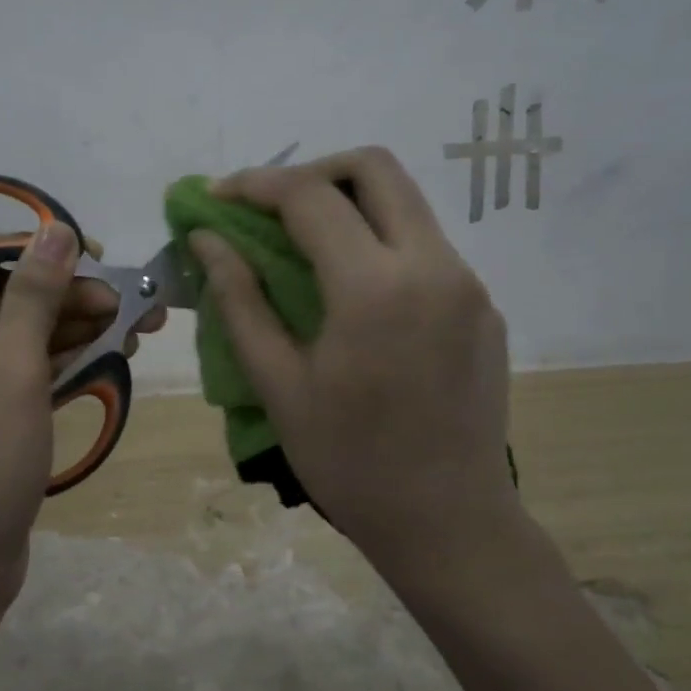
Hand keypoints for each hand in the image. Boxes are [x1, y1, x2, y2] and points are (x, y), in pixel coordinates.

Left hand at [0, 226, 164, 607]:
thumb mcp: (12, 368)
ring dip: (75, 331)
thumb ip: (35, 296)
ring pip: (20, 340)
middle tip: (132, 302)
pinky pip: (22, 375)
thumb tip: (57, 229)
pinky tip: (111, 355)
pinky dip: (63, 366)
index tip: (95, 257)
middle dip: (69, 300)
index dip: (37, 255)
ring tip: (137, 326)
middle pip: (5, 302)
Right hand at [188, 147, 522, 589]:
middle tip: (271, 207)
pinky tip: (355, 292)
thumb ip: (240, 300)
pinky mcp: (484, 306)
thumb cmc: (350, 462)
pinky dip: (381, 242)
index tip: (218, 195)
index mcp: (375, 288)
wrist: (449, 523)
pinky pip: (427, 246)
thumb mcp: (278, 384)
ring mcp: (468, 283)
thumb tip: (206, 240)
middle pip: (374, 167)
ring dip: (350, 203)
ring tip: (305, 244)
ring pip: (407, 202)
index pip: (309, 196)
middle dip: (313, 171)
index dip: (255, 184)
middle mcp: (433, 265)